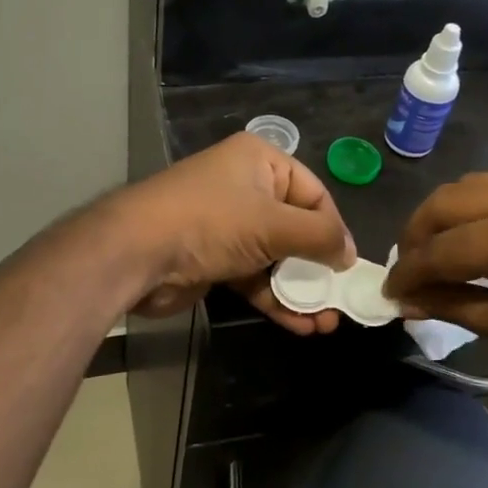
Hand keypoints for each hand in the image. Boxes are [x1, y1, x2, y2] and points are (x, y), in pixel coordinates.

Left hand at [109, 133, 356, 334]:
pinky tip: (299, 325)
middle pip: (296, 229)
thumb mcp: (274, 224)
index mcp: (261, 161)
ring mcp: (228, 225)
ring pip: (276, 258)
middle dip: (318, 268)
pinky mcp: (214, 259)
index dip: (334, 229)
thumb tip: (349, 256)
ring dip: (300, 291)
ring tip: (324, 323)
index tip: (348, 266)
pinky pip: (255, 277)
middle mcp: (245, 187)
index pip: (314, 193)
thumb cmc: (211, 223)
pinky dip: (275, 299)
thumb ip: (320, 237)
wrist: (137, 252)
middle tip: (338, 301)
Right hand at [383, 174, 487, 381]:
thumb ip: (459, 309)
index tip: (388, 295)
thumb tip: (410, 302)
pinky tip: (472, 239)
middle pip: (444, 203)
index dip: (407, 274)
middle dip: (414, 236)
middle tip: (407, 272)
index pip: (439, 249)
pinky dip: (469, 208)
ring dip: (440, 216)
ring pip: (467, 186)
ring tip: (433, 253)